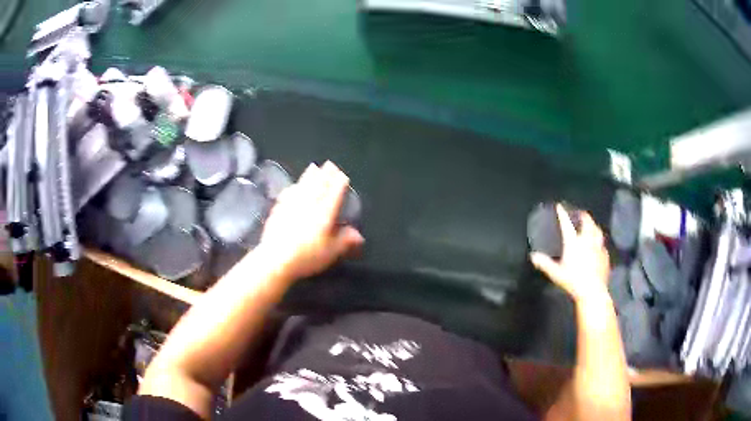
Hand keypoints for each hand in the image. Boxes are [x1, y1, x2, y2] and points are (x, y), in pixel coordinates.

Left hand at [257, 161, 364, 281]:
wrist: (275, 259)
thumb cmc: (306, 257)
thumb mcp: (331, 252)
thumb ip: (345, 241)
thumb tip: (358, 235)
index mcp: (324, 213)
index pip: (334, 194)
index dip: (339, 183)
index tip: (342, 175)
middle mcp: (309, 204)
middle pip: (318, 185)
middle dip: (325, 174)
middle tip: (330, 164)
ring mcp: (292, 205)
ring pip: (303, 185)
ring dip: (309, 175)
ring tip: (313, 167)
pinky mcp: (278, 209)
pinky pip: (288, 193)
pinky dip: (293, 187)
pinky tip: (293, 186)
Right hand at [530, 204, 609, 302]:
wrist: (593, 291)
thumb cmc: (573, 282)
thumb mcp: (556, 274)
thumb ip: (545, 263)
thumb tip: (533, 256)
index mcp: (574, 243)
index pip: (567, 224)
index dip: (562, 214)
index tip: (559, 206)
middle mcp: (587, 240)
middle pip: (587, 222)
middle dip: (583, 215)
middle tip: (580, 213)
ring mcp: (598, 247)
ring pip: (597, 230)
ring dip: (593, 225)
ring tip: (591, 225)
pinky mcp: (605, 255)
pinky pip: (602, 244)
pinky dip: (599, 241)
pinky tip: (598, 245)